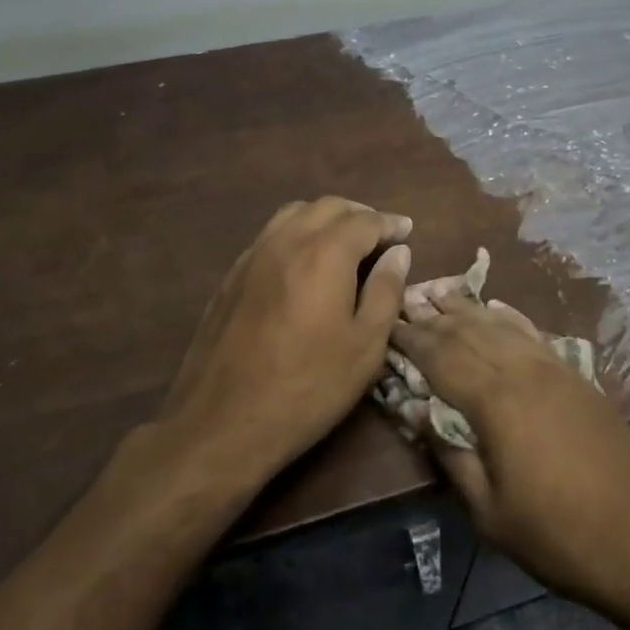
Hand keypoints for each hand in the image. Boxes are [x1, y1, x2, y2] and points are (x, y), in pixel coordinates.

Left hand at [157, 197, 411, 485]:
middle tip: (380, 235)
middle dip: (359, 214)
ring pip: (294, 214)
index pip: (365, 220)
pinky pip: (271, 235)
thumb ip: (386, 291)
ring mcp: (253, 255)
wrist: (222, 423)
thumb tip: (399, 253)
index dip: (390, 223)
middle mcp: (287, 241)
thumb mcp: (365, 347)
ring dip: (325, 218)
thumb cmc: (307, 387)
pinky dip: (297, 233)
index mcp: (325, 254)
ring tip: (344, 242)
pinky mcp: (231, 276)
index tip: (407, 231)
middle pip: (328, 206)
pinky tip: (304, 263)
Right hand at [389, 294, 629, 629]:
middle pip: (468, 330)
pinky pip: (531, 332)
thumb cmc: (561, 535)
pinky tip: (496, 308)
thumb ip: (450, 454)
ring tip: (438, 293)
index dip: (409, 338)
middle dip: (432, 316)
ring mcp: (553, 367)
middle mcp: (523, 369)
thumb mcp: (491, 512)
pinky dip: (507, 316)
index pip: (440, 355)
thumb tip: (414, 409)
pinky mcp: (575, 375)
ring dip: (466, 308)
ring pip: (499, 324)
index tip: (384, 324)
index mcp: (496, 400)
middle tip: (402, 301)